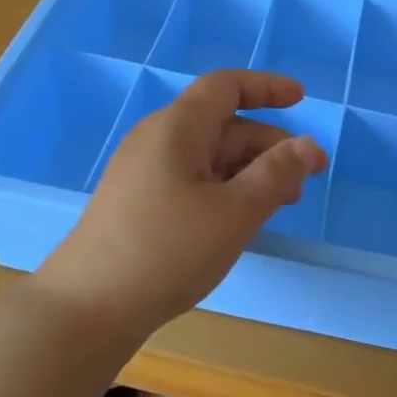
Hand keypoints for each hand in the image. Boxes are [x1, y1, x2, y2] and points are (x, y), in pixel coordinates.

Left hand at [35, 70, 327, 340]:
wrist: (89, 309)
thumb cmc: (167, 251)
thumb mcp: (234, 212)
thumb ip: (276, 174)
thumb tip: (308, 145)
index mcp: (176, 128)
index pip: (225, 87)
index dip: (266, 87)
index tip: (302, 98)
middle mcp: (157, 141)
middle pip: (222, 126)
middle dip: (269, 145)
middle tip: (308, 178)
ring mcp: (144, 174)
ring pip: (209, 158)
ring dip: (250, 172)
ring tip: (283, 203)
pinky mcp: (138, 204)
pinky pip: (192, 181)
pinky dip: (225, 190)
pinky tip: (241, 220)